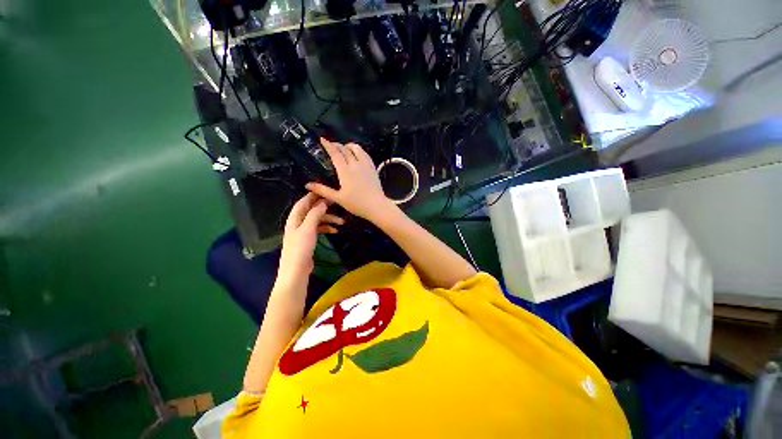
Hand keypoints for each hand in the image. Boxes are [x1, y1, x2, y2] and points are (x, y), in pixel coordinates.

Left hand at [278, 193, 343, 282]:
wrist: (296, 271)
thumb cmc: (300, 248)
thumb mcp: (308, 229)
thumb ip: (315, 214)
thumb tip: (322, 202)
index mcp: (294, 218)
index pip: (303, 202)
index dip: (313, 196)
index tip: (325, 190)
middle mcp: (298, 223)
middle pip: (311, 210)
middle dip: (324, 207)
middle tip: (337, 204)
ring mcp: (303, 232)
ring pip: (317, 220)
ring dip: (328, 219)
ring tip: (342, 222)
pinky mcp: (308, 240)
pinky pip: (318, 229)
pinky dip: (327, 228)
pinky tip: (335, 231)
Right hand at [306, 138, 394, 223]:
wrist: (377, 206)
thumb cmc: (356, 204)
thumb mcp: (338, 198)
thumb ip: (323, 190)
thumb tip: (307, 185)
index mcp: (345, 171)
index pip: (335, 153)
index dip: (328, 145)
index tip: (322, 139)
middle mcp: (355, 164)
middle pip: (345, 149)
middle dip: (337, 145)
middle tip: (331, 145)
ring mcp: (366, 165)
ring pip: (357, 148)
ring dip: (349, 145)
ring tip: (344, 148)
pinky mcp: (373, 168)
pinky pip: (366, 154)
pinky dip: (359, 151)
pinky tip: (357, 154)